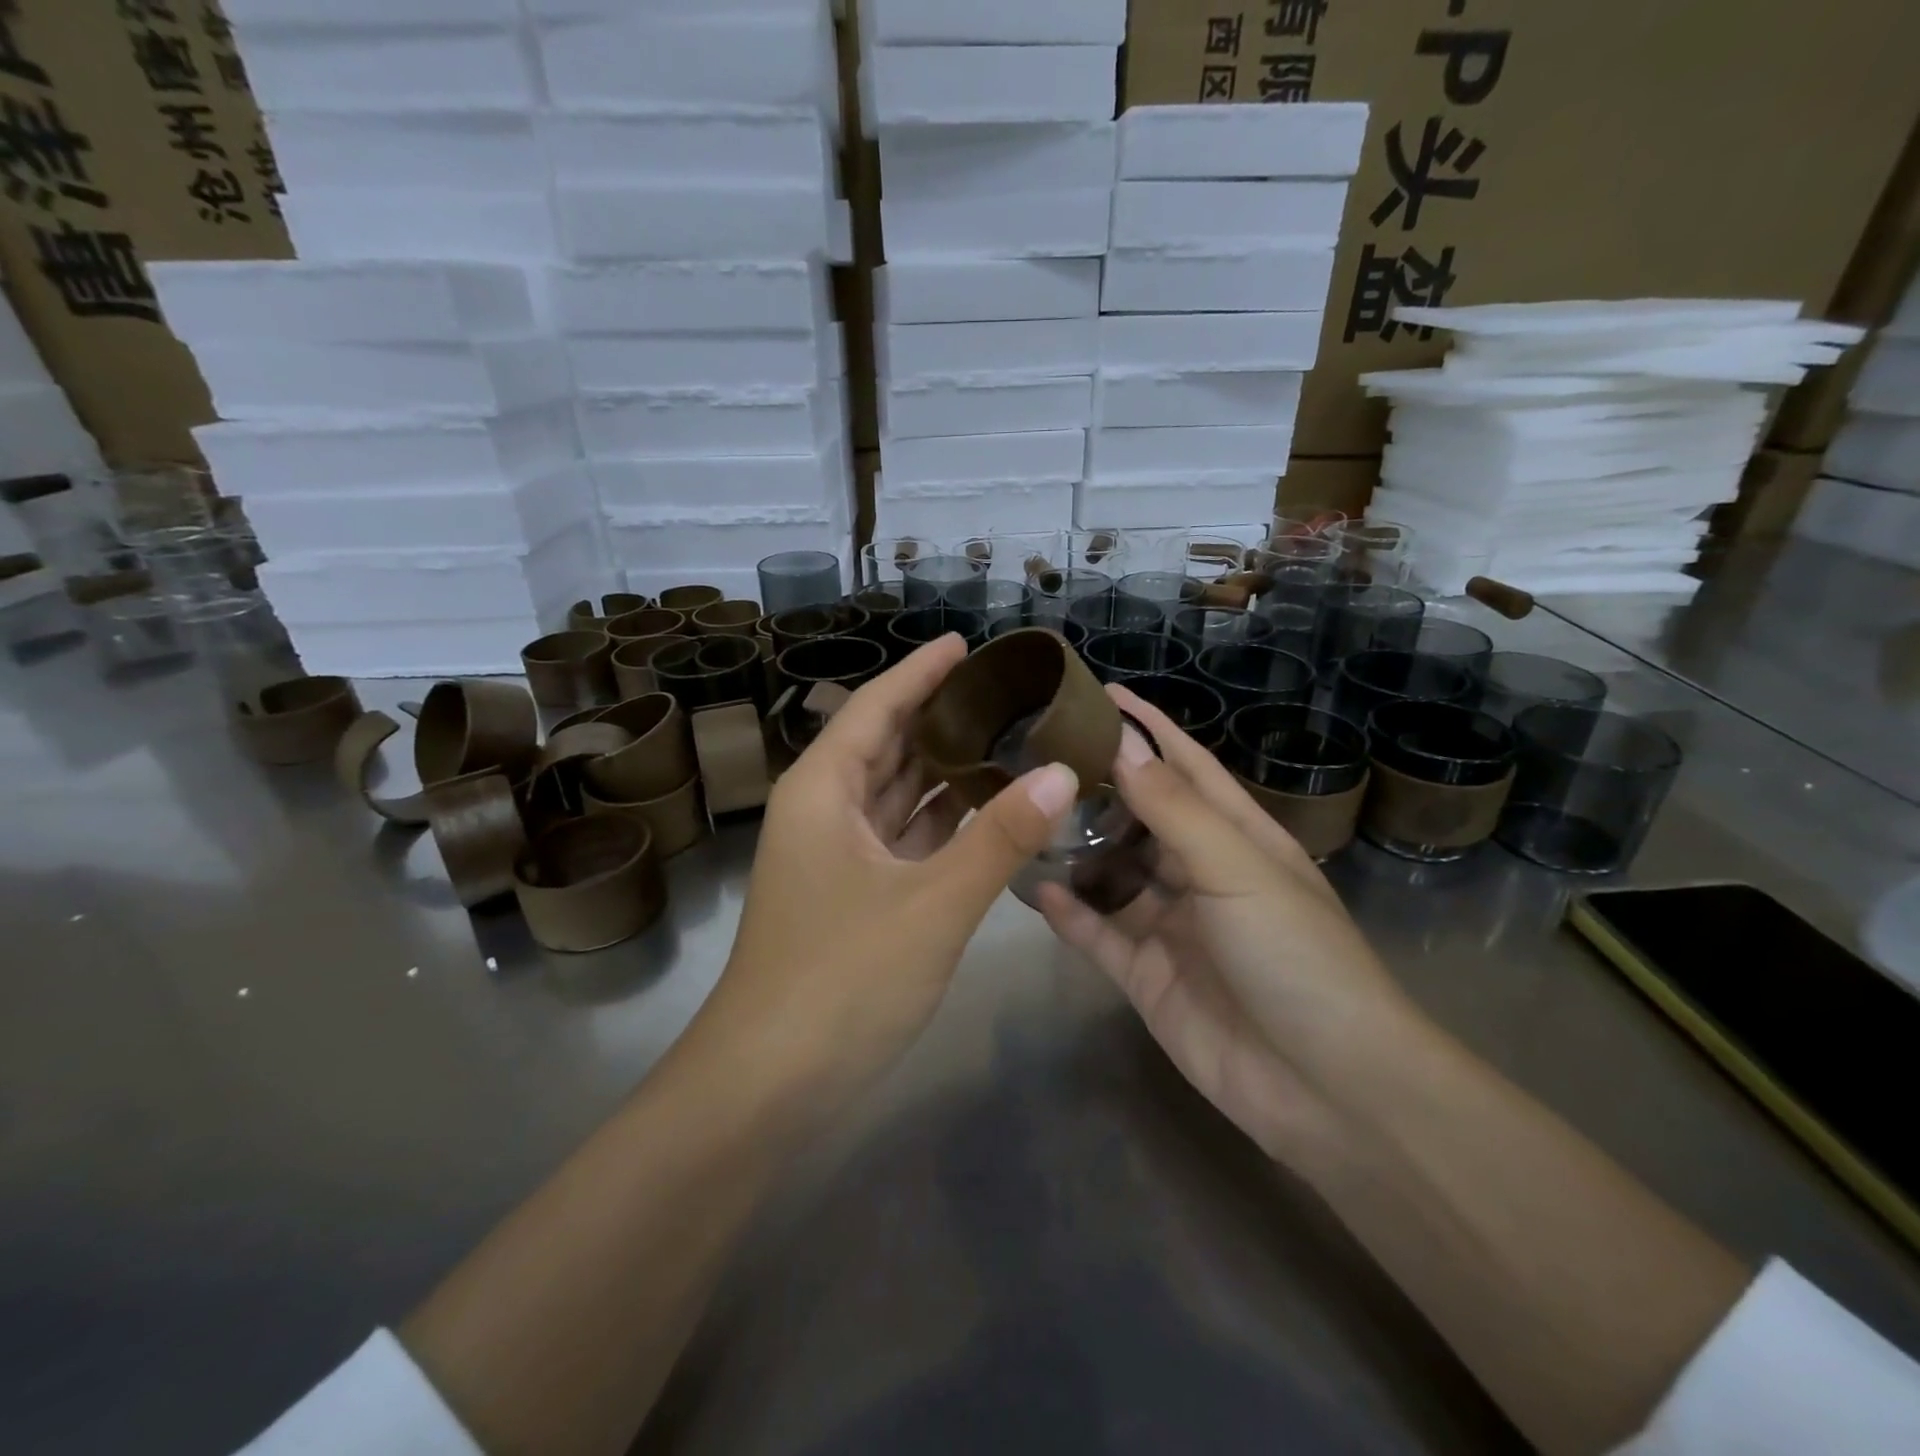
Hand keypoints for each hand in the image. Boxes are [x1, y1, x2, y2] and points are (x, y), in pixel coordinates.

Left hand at [695, 634, 1078, 1114]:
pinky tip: (984, 809)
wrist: (768, 1084)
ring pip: (894, 793)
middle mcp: (824, 812)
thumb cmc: (841, 979)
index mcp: (824, 790)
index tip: (965, 643)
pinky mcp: (851, 896)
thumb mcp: (932, 904)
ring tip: (1006, 736)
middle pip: (885, 744)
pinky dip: (939, 820)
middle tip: (1004, 689)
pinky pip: (901, 837)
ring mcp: (836, 857)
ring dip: (943, 769)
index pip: (876, 707)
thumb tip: (1063, 773)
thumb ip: (999, 837)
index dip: (920, 672)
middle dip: (939, 716)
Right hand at [1038, 685, 1413, 1163]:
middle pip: (1140, 816)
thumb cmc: (1295, 955)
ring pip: (1112, 873)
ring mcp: (1171, 925)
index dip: (1148, 728)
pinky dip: (1069, 912)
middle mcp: (1200, 872)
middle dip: (1097, 785)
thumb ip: (1174, 808)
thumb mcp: (1238, 867)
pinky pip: (1097, 934)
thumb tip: (1121, 743)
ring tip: (1023, 814)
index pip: (1185, 765)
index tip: (1099, 694)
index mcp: (1237, 836)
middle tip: (1036, 754)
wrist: (1327, 1087)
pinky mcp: (1145, 975)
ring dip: (1075, 848)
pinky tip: (1033, 888)